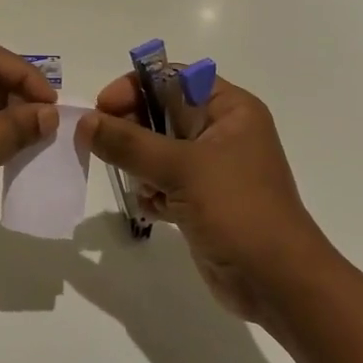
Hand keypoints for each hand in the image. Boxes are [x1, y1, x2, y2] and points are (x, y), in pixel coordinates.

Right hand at [75, 73, 332, 324]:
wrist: (278, 284)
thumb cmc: (238, 210)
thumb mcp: (181, 168)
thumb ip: (129, 143)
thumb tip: (84, 122)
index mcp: (229, 109)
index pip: (172, 78)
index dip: (136, 87)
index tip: (103, 108)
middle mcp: (221, 132)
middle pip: (161, 113)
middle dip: (131, 129)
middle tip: (101, 146)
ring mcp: (212, 168)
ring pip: (158, 150)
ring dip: (139, 164)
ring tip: (137, 184)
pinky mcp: (202, 201)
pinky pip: (164, 182)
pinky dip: (151, 191)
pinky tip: (151, 208)